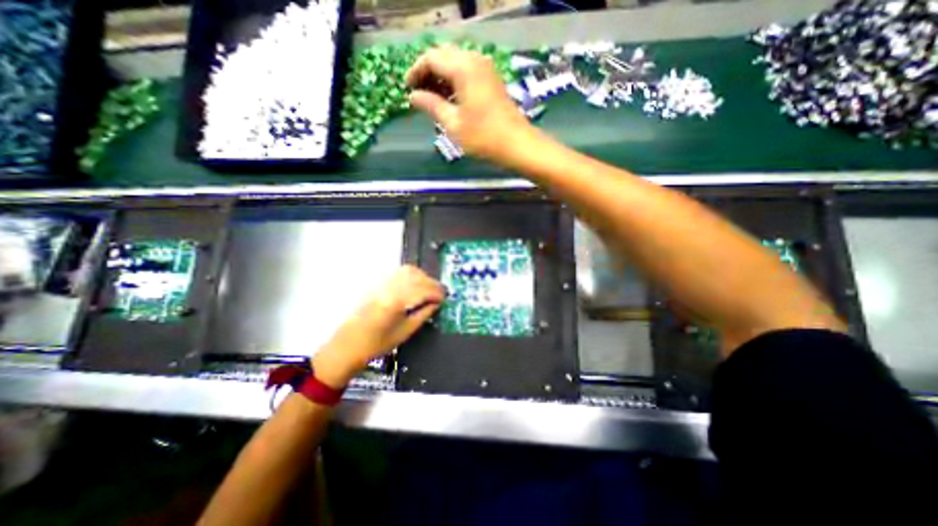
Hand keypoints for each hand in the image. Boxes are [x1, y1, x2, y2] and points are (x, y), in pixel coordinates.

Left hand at [310, 266, 444, 387]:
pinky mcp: (377, 283)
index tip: (445, 298)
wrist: (348, 345)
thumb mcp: (406, 332)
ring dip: (423, 277)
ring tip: (429, 290)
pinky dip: (412, 276)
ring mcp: (382, 283)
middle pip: (417, 276)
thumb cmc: (377, 344)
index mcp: (396, 301)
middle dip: (432, 283)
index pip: (423, 289)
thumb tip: (436, 303)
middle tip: (439, 294)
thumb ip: (424, 314)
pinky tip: (415, 286)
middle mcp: (389, 287)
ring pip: (408, 270)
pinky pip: (399, 273)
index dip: (438, 292)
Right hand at [408, 45, 539, 164]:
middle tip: (419, 94)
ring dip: (441, 77)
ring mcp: (486, 69)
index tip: (407, 88)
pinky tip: (449, 99)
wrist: (517, 144)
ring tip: (432, 99)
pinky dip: (455, 82)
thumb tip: (413, 96)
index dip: (416, 72)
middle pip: (444, 57)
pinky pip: (467, 72)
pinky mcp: (492, 80)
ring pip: (456, 63)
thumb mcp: (453, 123)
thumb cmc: (483, 136)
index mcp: (463, 67)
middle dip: (428, 73)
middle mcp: (475, 60)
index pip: (431, 58)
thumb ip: (431, 105)